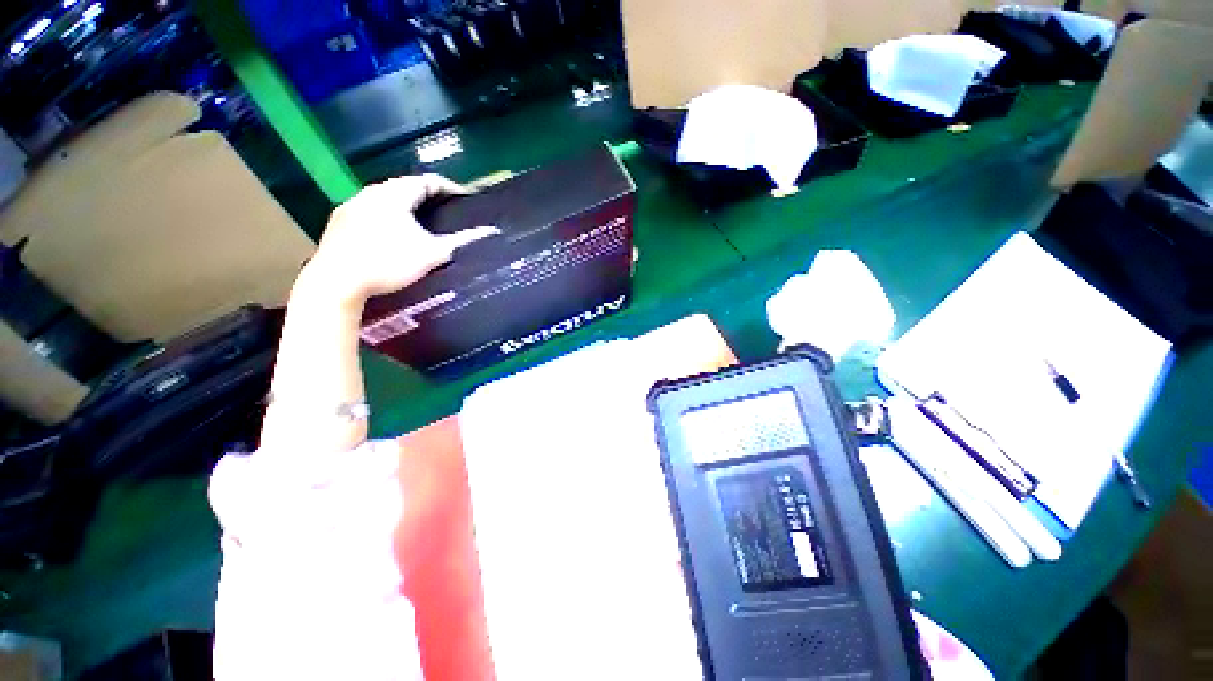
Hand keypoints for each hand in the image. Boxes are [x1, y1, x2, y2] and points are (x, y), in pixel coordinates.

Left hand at [304, 174, 499, 305]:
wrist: (337, 281)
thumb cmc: (390, 262)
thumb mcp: (433, 253)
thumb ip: (463, 240)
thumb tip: (492, 231)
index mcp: (395, 194)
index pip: (428, 180)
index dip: (451, 188)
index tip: (467, 199)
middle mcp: (371, 192)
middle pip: (406, 187)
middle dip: (429, 197)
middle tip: (448, 211)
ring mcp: (351, 206)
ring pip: (386, 198)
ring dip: (407, 206)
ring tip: (424, 223)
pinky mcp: (339, 222)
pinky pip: (371, 210)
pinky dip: (388, 216)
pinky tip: (393, 234)